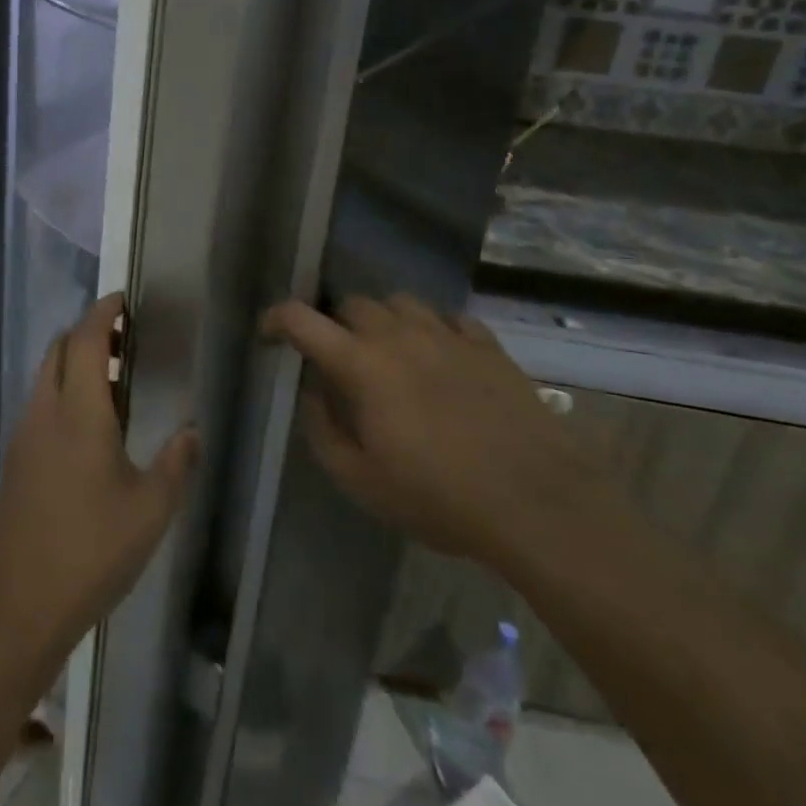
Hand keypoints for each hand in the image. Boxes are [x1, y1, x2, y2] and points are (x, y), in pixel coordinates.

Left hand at [0, 292, 199, 660]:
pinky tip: (90, 429)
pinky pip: (40, 404)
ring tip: (116, 385)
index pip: (86, 340)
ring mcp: (24, 436)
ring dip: (76, 364)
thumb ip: (176, 465)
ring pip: (47, 376)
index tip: (124, 301)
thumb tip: (192, 432)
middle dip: (90, 333)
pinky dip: (64, 392)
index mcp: (78, 411)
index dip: (104, 313)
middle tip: (126, 342)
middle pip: (60, 349)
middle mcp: (45, 411)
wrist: (15, 607)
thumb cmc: (90, 551)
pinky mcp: (15, 461)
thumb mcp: (150, 511)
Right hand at [263, 294, 601, 570]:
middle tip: (341, 358)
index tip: (269, 334)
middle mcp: (398, 334)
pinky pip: (449, 319)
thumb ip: (323, 431)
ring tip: (391, 352)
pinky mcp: (486, 344)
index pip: (301, 319)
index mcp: (361, 364)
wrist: (536, 502)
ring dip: (384, 320)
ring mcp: (446, 334)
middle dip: (336, 324)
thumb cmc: (439, 497)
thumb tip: (313, 392)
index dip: (276, 319)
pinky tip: (440, 356)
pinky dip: (433, 330)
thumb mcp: (362, 482)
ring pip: (400, 303)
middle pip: (352, 304)